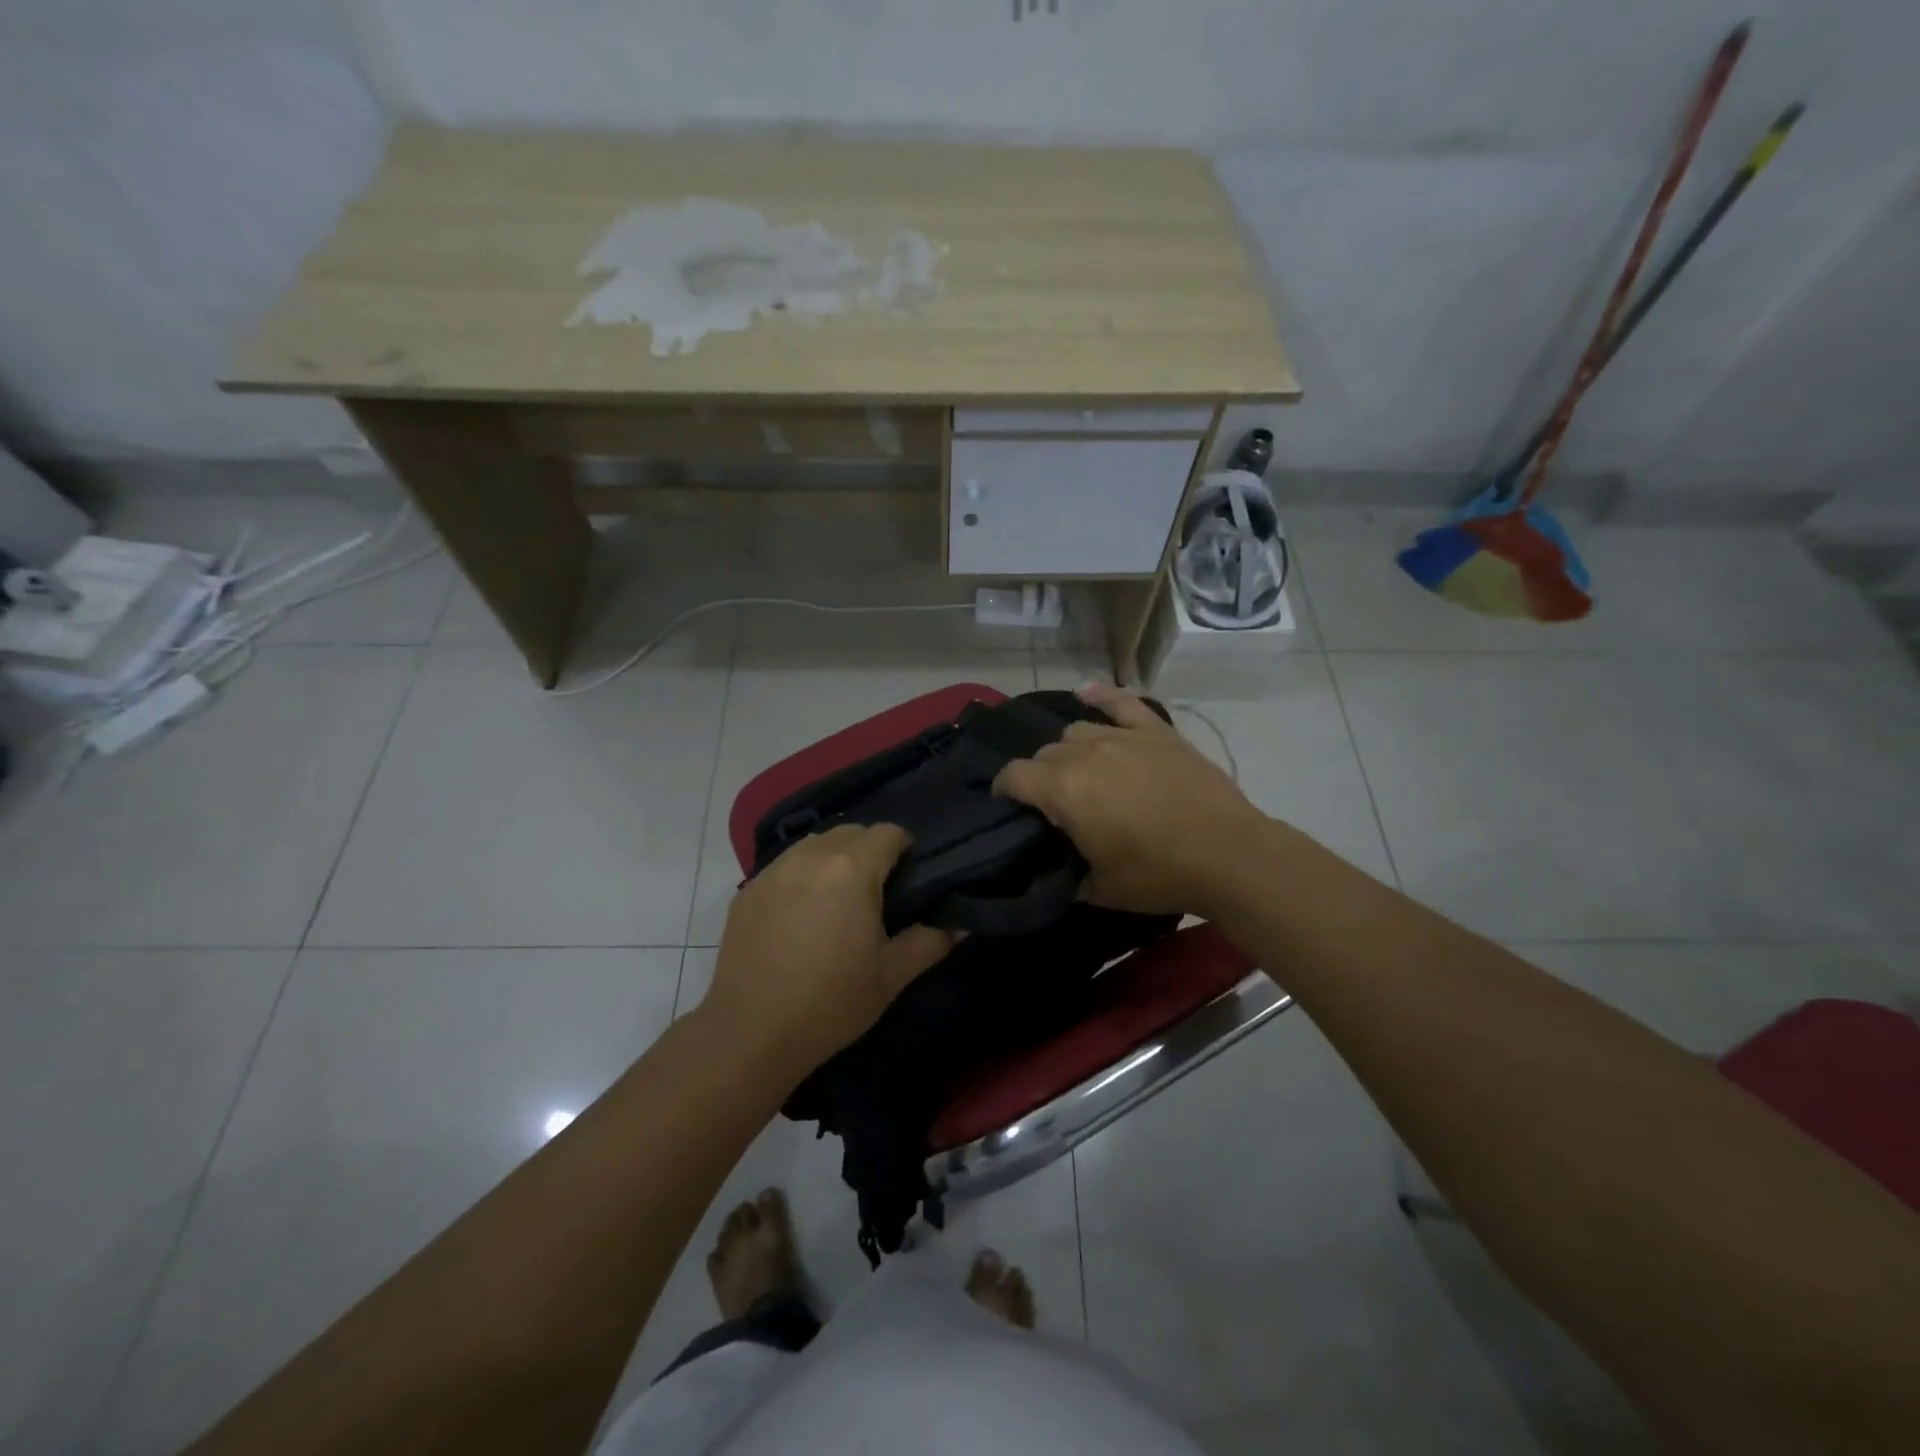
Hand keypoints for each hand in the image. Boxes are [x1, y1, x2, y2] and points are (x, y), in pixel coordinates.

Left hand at [701, 824, 956, 1080]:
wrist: (749, 1034)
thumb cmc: (830, 1003)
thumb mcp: (891, 977)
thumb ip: (930, 943)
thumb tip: (960, 925)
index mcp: (851, 869)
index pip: (888, 832)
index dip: (905, 847)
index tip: (910, 877)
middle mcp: (810, 857)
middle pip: (850, 832)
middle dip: (869, 850)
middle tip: (878, 891)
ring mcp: (773, 872)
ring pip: (814, 845)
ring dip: (833, 858)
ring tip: (838, 899)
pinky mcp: (746, 891)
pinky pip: (784, 867)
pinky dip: (801, 876)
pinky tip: (801, 915)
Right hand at [993, 683, 1270, 917]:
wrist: (1227, 854)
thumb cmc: (1158, 874)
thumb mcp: (1100, 890)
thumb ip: (1066, 874)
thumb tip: (1055, 868)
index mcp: (1063, 789)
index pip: (1013, 776)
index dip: (1004, 790)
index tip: (1008, 806)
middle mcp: (1085, 752)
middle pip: (1045, 752)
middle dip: (1040, 775)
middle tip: (1056, 803)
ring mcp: (1123, 736)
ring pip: (1077, 731)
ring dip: (1070, 750)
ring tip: (1082, 770)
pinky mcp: (1157, 732)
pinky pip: (1123, 703)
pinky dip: (1103, 696)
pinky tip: (1089, 692)